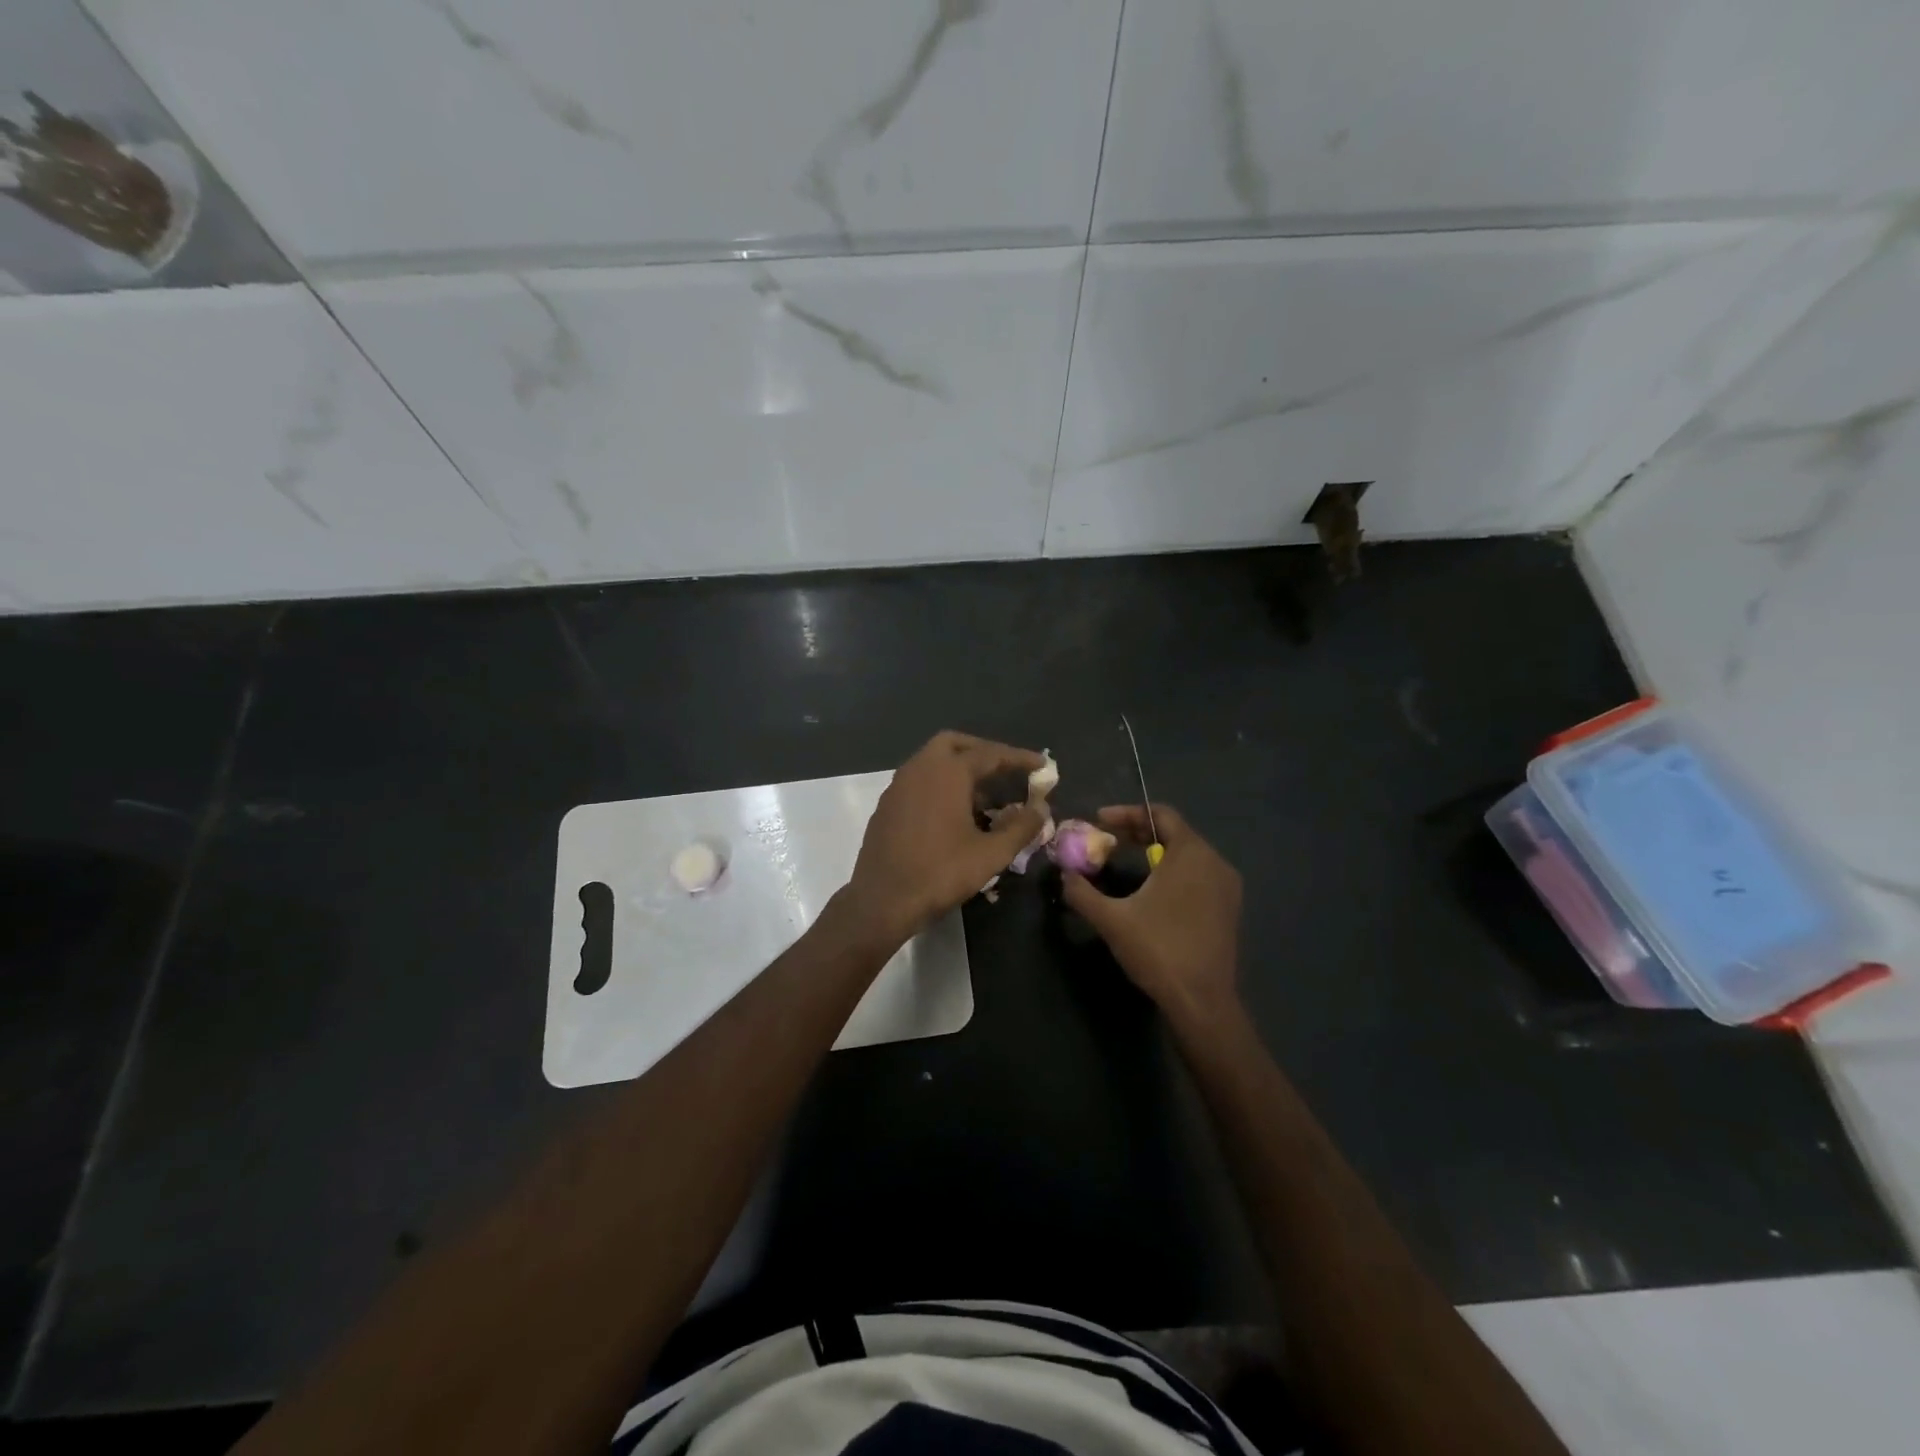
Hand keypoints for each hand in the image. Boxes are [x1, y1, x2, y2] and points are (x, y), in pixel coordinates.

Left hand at [844, 731, 1047, 945]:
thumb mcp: (991, 854)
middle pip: (954, 744)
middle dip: (983, 752)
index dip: (1019, 759)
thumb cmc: (940, 873)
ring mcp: (898, 786)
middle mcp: (919, 769)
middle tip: (1006, 770)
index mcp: (947, 772)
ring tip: (986, 800)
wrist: (882, 901)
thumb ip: (1021, 827)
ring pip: (933, 762)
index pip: (990, 754)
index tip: (1042, 764)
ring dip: (960, 771)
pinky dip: (940, 786)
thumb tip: (1040, 809)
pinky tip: (954, 816)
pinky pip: (919, 782)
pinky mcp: (887, 806)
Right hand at [1061, 805, 1242, 1025]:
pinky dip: (1174, 871)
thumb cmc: (1158, 950)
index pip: (1161, 814)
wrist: (1202, 1001)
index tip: (1099, 820)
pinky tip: (1153, 889)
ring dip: (1156, 851)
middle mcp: (1215, 862)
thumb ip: (1082, 892)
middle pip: (1175, 832)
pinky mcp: (1229, 908)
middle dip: (1139, 831)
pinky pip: (1199, 874)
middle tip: (1109, 839)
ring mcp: (1227, 886)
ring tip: (1127, 860)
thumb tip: (1064, 874)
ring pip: (1188, 854)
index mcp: (1191, 854)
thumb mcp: (1111, 919)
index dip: (1127, 813)